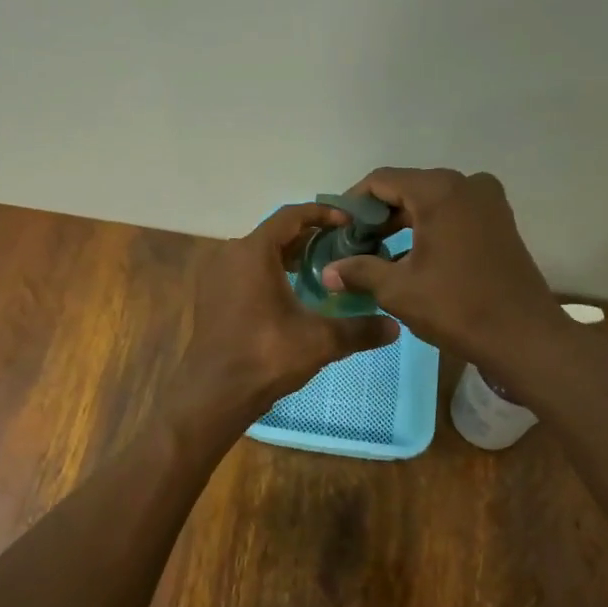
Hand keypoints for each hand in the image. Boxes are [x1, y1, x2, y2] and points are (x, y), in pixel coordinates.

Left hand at [165, 202, 398, 428]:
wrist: (215, 393)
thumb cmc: (266, 356)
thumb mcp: (320, 340)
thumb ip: (359, 330)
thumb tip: (396, 327)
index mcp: (253, 252)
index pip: (291, 216)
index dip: (323, 214)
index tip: (350, 222)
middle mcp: (230, 255)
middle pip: (275, 234)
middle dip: (309, 238)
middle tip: (342, 248)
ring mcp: (216, 277)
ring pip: (258, 254)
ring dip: (288, 257)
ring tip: (322, 271)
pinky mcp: (211, 298)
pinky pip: (244, 273)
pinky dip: (269, 274)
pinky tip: (292, 295)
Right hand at [320, 168, 565, 373]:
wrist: (523, 336)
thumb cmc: (456, 308)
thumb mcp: (398, 290)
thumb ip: (359, 271)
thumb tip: (327, 272)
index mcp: (439, 191)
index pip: (381, 180)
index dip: (354, 203)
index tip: (338, 229)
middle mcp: (466, 185)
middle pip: (408, 188)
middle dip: (378, 216)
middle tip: (354, 246)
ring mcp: (488, 202)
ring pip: (431, 202)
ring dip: (403, 223)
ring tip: (377, 255)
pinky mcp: (499, 221)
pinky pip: (454, 214)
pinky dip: (429, 229)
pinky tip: (411, 258)